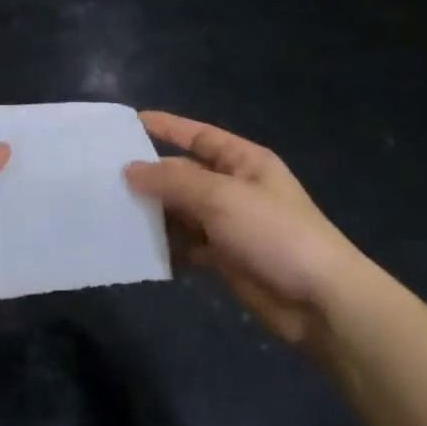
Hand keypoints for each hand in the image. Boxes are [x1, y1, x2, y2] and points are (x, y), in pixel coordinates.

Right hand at [126, 111, 359, 345]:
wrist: (320, 301)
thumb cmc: (274, 233)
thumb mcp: (222, 197)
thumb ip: (174, 181)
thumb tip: (130, 169)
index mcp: (244, 161)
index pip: (199, 135)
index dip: (167, 127)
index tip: (129, 124)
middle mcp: (236, 187)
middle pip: (185, 174)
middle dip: (152, 177)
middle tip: (106, 179)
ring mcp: (231, 224)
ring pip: (183, 211)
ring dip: (155, 214)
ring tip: (114, 214)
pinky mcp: (226, 258)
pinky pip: (188, 245)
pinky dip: (168, 247)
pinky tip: (141, 250)